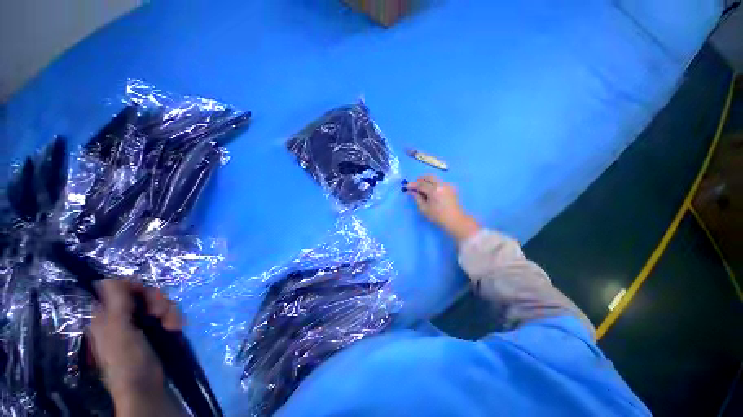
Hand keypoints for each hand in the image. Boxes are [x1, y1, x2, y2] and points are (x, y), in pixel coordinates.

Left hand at [88, 279, 183, 416]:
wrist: (146, 386)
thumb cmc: (127, 360)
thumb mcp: (119, 331)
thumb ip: (116, 304)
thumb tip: (105, 278)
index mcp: (107, 315)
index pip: (120, 288)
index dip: (135, 287)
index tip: (146, 296)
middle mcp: (122, 317)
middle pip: (143, 295)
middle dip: (157, 302)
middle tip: (161, 314)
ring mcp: (140, 324)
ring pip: (159, 304)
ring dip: (169, 312)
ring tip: (172, 326)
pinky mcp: (156, 330)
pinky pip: (168, 314)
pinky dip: (174, 319)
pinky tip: (176, 329)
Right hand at [405, 175, 479, 242]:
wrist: (455, 220)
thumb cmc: (438, 217)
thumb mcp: (424, 209)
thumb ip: (417, 198)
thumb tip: (411, 192)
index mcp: (434, 190)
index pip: (421, 184)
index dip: (412, 185)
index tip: (406, 187)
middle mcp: (441, 184)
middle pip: (429, 177)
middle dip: (420, 179)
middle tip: (414, 185)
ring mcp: (447, 185)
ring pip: (435, 179)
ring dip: (427, 181)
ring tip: (422, 188)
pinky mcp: (451, 188)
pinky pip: (440, 182)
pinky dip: (433, 184)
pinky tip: (430, 191)